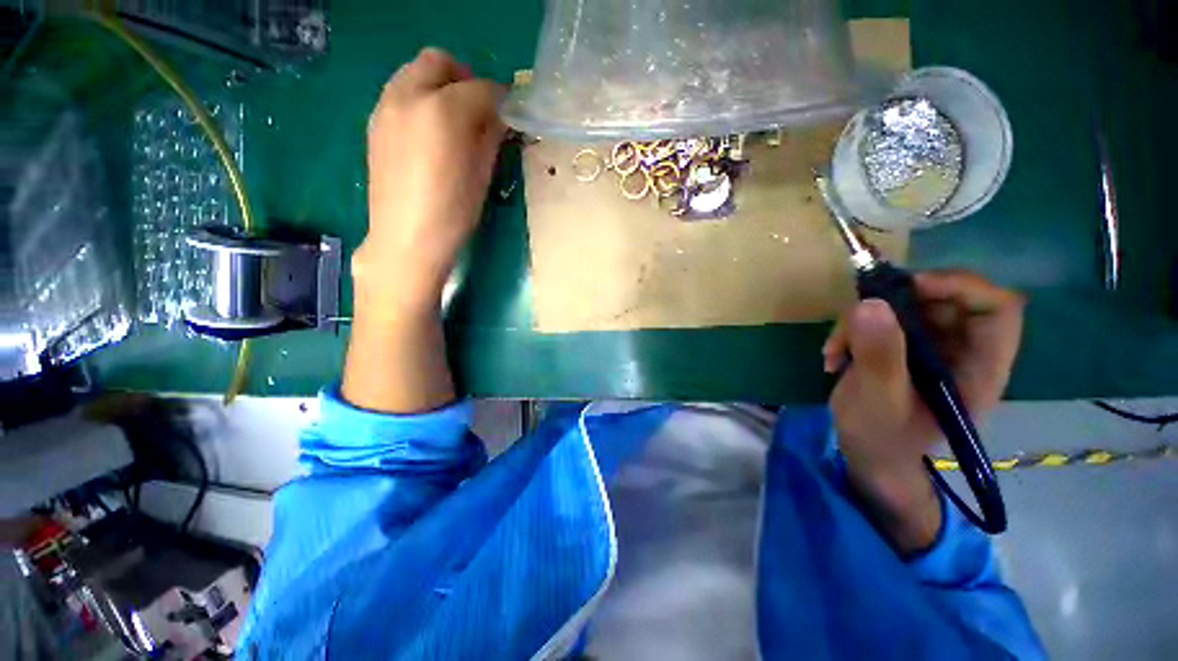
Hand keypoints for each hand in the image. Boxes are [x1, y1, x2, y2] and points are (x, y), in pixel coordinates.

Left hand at [353, 48, 505, 314]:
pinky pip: (400, 93)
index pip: (481, 88)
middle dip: (465, 78)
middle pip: (439, 61)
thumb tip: (500, 119)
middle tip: (480, 110)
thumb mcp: (482, 175)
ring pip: (415, 72)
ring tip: (455, 123)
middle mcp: (410, 95)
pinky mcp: (375, 122)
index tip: (510, 115)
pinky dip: (421, 101)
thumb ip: (491, 137)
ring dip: (440, 86)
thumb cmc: (453, 213)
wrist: (407, 239)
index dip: (501, 99)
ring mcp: (386, 106)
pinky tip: (431, 134)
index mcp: (444, 111)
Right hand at [822, 270, 1024, 550]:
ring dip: (860, 320)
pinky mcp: (899, 347)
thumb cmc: (882, 439)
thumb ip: (879, 356)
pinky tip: (833, 355)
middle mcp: (960, 351)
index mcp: (978, 369)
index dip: (961, 287)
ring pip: (904, 306)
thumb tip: (869, 304)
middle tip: (856, 317)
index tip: (909, 288)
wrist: (866, 454)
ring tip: (835, 349)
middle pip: (945, 299)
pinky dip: (850, 330)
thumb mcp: (879, 401)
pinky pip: (878, 319)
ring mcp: (928, 348)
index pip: (997, 309)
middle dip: (895, 303)